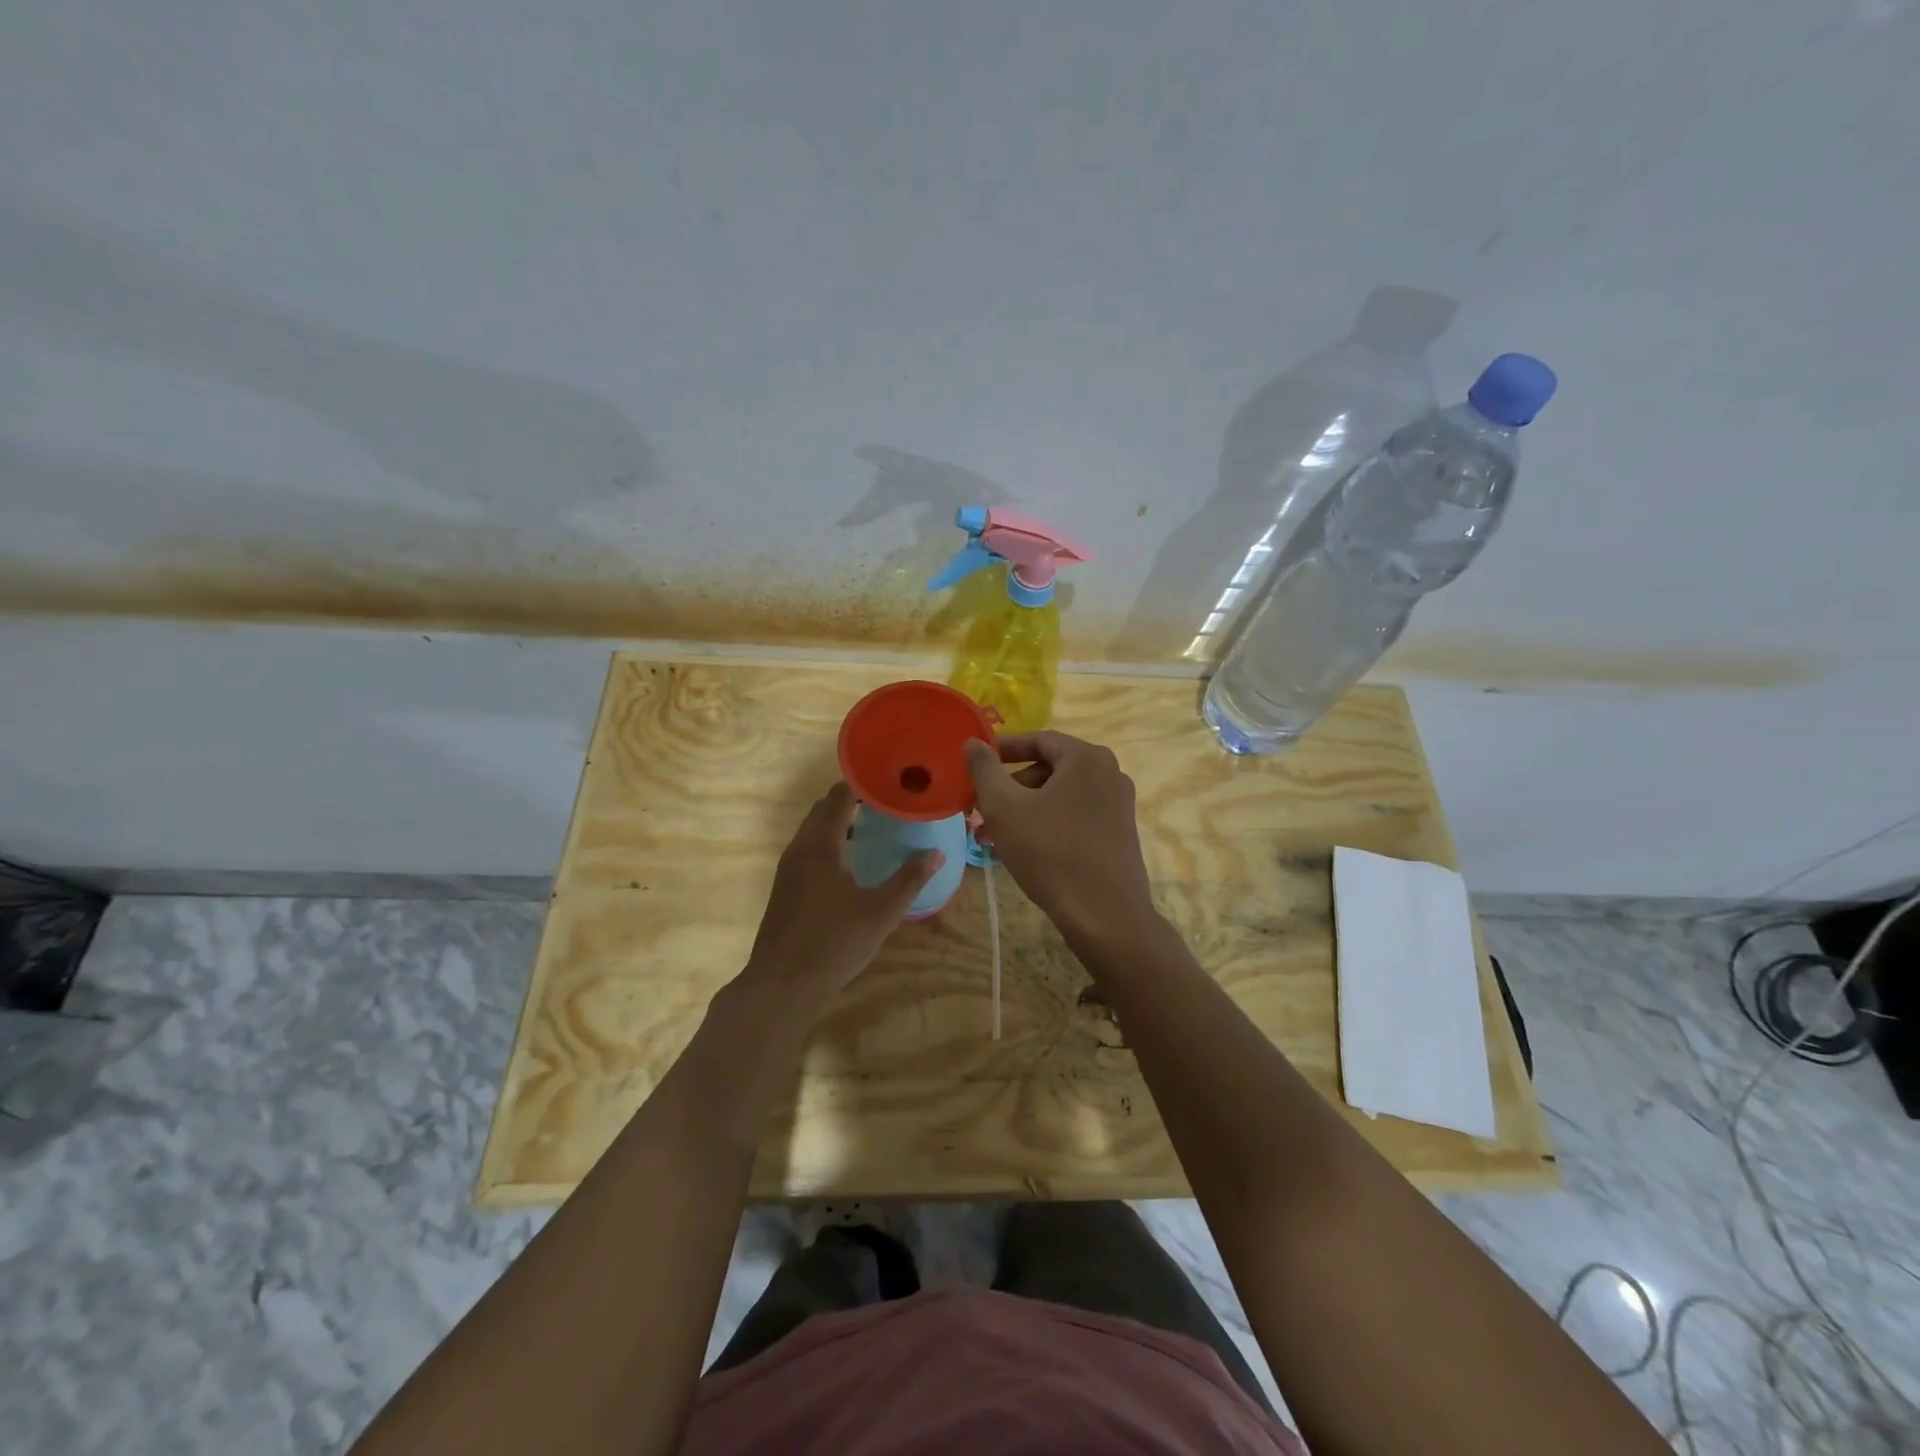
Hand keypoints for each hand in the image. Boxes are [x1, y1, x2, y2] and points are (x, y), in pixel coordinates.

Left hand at [740, 782, 942, 1005]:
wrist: (782, 985)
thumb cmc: (834, 943)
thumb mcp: (881, 912)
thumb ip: (909, 880)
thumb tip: (936, 853)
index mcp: (821, 845)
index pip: (838, 797)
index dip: (861, 784)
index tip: (887, 781)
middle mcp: (799, 849)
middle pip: (822, 810)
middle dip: (850, 801)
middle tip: (885, 803)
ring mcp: (788, 869)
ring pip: (812, 831)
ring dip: (837, 823)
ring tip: (871, 828)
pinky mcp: (784, 888)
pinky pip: (807, 849)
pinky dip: (827, 842)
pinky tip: (849, 863)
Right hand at [963, 732, 1154, 943]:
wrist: (1104, 915)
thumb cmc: (1050, 852)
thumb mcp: (1004, 807)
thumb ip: (984, 769)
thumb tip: (973, 742)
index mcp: (1086, 757)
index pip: (1038, 739)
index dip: (1002, 750)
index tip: (975, 764)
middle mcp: (1109, 773)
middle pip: (1049, 769)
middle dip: (1009, 788)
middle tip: (979, 809)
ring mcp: (1118, 804)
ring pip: (1059, 796)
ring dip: (1023, 810)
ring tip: (990, 837)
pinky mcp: (1120, 833)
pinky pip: (1075, 816)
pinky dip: (1046, 824)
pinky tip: (1021, 850)